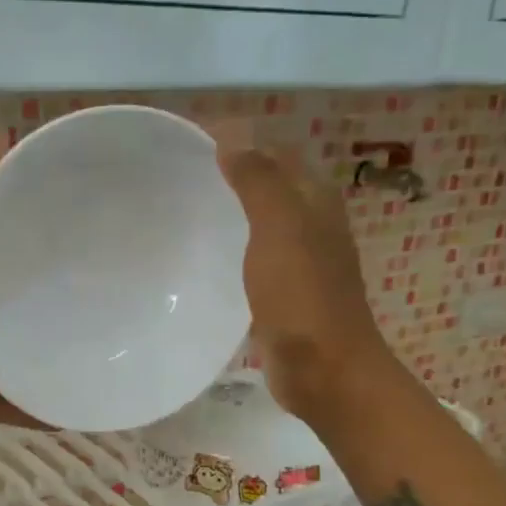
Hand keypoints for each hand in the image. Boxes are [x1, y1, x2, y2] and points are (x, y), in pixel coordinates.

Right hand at [214, 135, 395, 418]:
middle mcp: (311, 224)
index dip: (239, 139)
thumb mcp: (280, 229)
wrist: (325, 371)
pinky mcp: (284, 293)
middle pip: (270, 183)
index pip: (274, 151)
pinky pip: (255, 255)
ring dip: (231, 210)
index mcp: (315, 200)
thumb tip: (232, 134)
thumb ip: (258, 181)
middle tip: (180, 173)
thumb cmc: (303, 297)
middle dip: (232, 171)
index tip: (189, 140)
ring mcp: (300, 260)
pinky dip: (232, 246)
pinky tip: (205, 257)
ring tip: (186, 208)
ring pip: (262, 220)